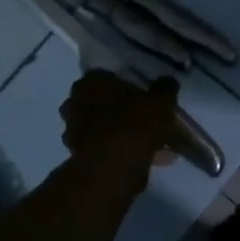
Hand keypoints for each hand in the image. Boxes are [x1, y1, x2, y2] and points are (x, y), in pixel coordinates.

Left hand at [59, 71, 179, 173]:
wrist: (113, 164)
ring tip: (146, 143)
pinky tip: (140, 157)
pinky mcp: (75, 153)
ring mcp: (72, 128)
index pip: (109, 76)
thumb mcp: (161, 101)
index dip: (128, 86)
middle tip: (144, 119)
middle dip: (121, 110)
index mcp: (92, 80)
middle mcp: (75, 100)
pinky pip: (103, 146)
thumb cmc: (135, 122)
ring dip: (120, 131)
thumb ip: (165, 88)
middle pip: (103, 102)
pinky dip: (118, 149)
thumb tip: (167, 81)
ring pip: (102, 125)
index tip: (143, 96)